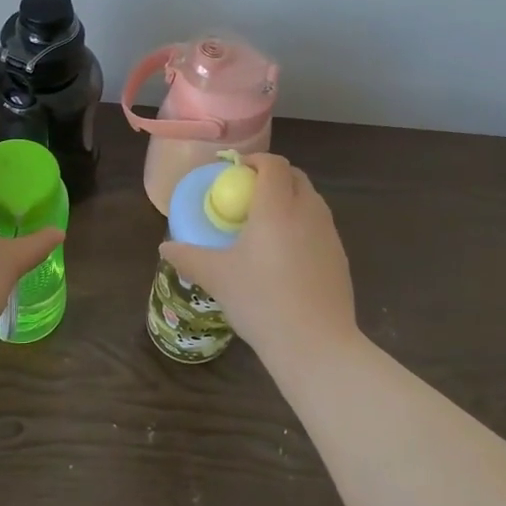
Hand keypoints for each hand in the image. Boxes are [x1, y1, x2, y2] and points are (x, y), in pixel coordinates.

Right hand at [160, 154, 358, 365]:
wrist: (316, 344)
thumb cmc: (261, 301)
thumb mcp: (217, 278)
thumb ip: (188, 257)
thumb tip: (164, 248)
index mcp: (277, 207)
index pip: (272, 164)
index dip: (254, 161)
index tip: (235, 173)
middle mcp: (307, 211)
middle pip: (295, 177)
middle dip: (273, 177)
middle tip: (248, 196)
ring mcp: (329, 234)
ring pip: (311, 201)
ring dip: (290, 200)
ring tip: (266, 225)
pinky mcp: (341, 256)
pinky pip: (320, 226)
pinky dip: (303, 225)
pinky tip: (286, 256)